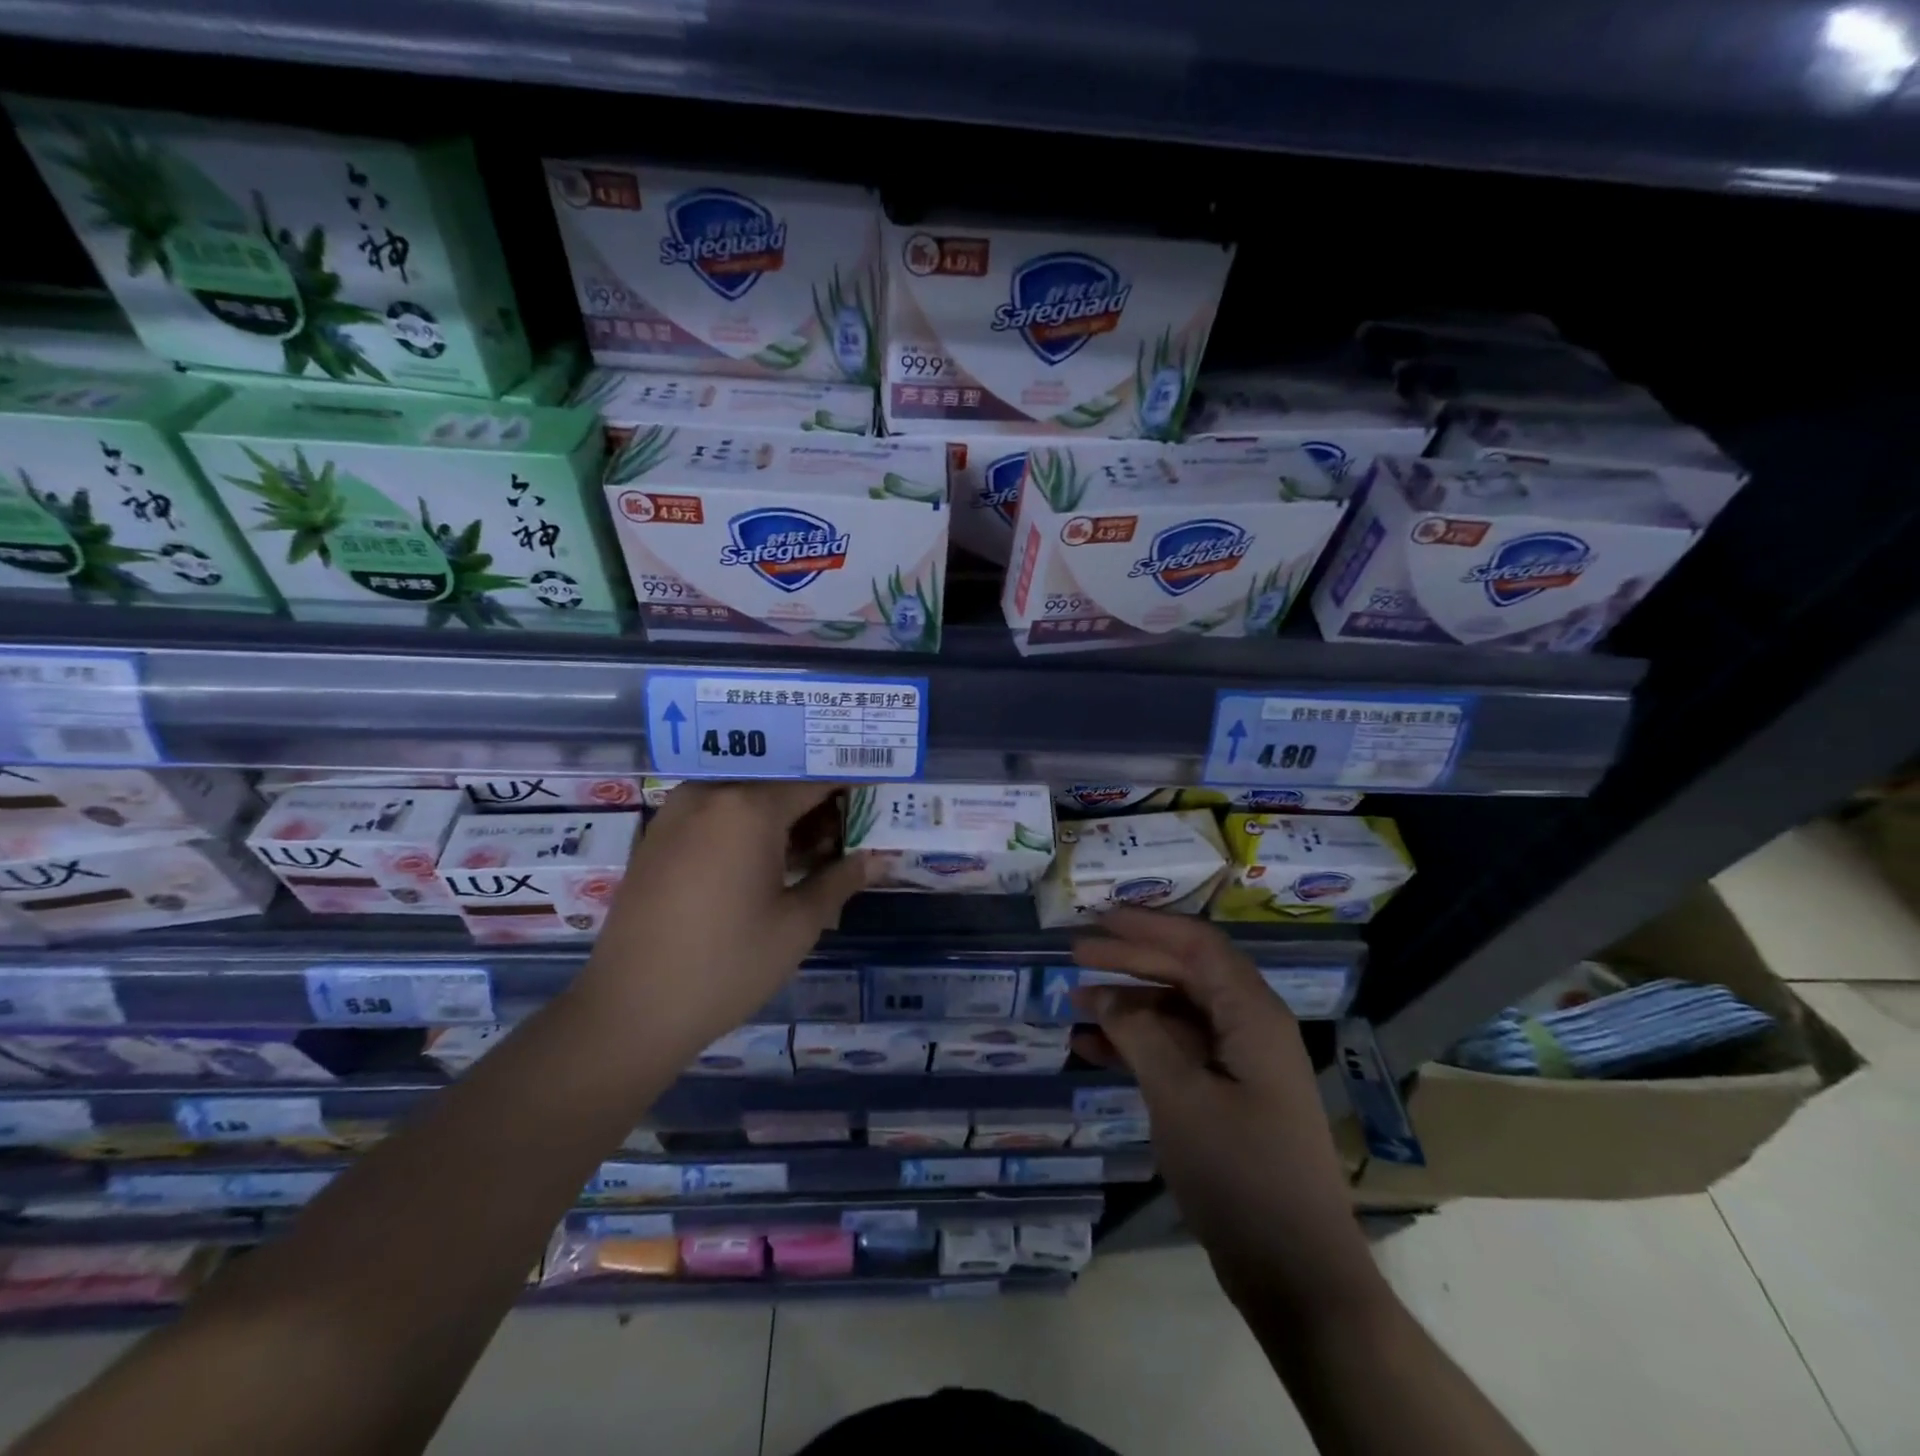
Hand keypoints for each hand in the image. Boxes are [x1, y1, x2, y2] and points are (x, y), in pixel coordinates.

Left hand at [579, 782, 876, 1056]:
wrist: (630, 1010)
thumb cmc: (726, 966)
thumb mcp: (798, 925)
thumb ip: (841, 879)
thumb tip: (878, 858)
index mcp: (749, 806)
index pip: (816, 779)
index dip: (852, 785)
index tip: (879, 793)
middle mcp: (711, 794)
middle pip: (780, 781)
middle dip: (819, 801)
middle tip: (850, 831)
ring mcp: (678, 812)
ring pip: (747, 794)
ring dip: (783, 813)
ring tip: (814, 850)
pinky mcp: (658, 836)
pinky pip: (717, 812)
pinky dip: (748, 824)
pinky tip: (767, 861)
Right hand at [1071, 909, 1382, 1316]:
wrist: (1296, 1273)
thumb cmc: (1240, 1173)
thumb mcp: (1180, 1097)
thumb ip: (1139, 1034)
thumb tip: (1104, 995)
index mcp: (1252, 1014)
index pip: (1197, 945)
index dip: (1147, 926)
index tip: (1100, 919)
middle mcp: (1249, 1027)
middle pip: (1184, 973)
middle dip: (1130, 961)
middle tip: (1077, 956)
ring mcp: (1240, 1063)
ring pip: (1177, 1012)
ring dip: (1128, 1004)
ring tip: (1075, 1003)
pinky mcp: (1227, 1095)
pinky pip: (1177, 1051)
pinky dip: (1138, 1045)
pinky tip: (1092, 1049)